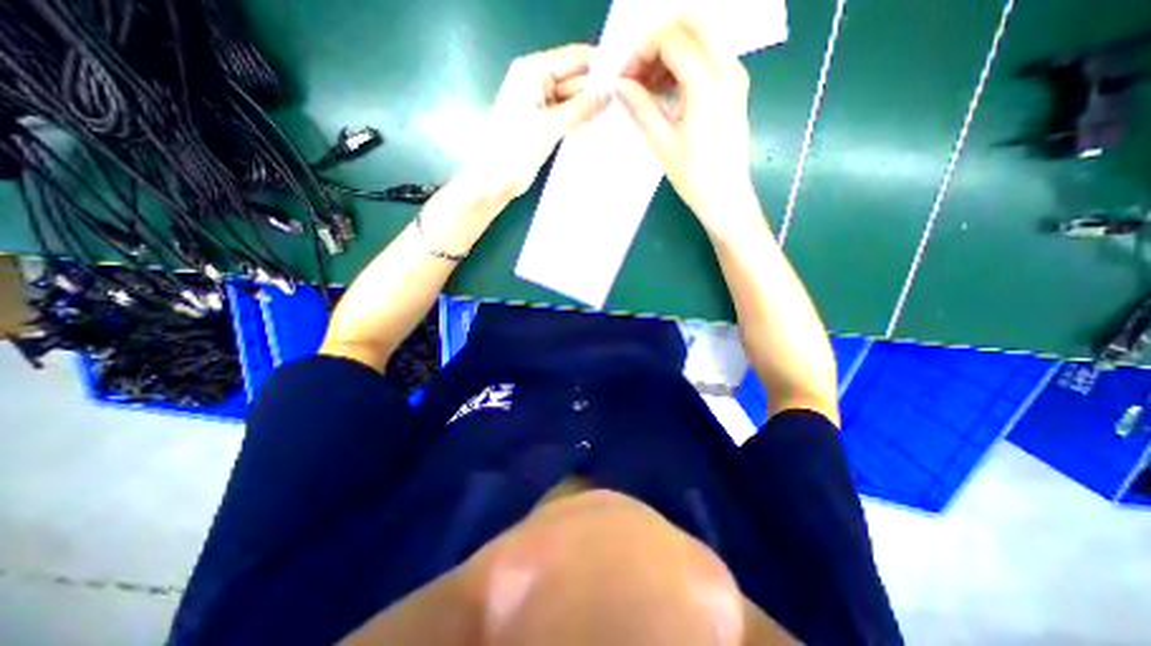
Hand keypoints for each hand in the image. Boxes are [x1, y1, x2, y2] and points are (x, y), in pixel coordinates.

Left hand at [466, 44, 610, 199]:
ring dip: (590, 108)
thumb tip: (609, 94)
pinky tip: (599, 126)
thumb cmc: (515, 149)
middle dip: (597, 90)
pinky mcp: (544, 123)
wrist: (495, 180)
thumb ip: (580, 109)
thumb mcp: (550, 126)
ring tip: (617, 115)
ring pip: (573, 99)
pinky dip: (580, 120)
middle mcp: (537, 82)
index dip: (600, 66)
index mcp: (533, 71)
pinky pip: (568, 115)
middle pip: (575, 79)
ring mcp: (541, 103)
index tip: (626, 78)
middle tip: (625, 103)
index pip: (574, 58)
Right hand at [615, 14, 761, 234]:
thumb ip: (641, 107)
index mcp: (707, 81)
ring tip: (648, 86)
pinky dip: (685, 63)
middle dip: (658, 41)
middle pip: (692, 24)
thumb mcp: (662, 142)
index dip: (641, 52)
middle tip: (637, 73)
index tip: (624, 78)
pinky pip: (709, 57)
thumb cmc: (694, 176)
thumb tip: (620, 85)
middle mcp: (726, 68)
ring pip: (702, 37)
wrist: (726, 197)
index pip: (670, 39)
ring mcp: (735, 75)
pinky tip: (667, 90)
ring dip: (671, 52)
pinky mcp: (735, 87)